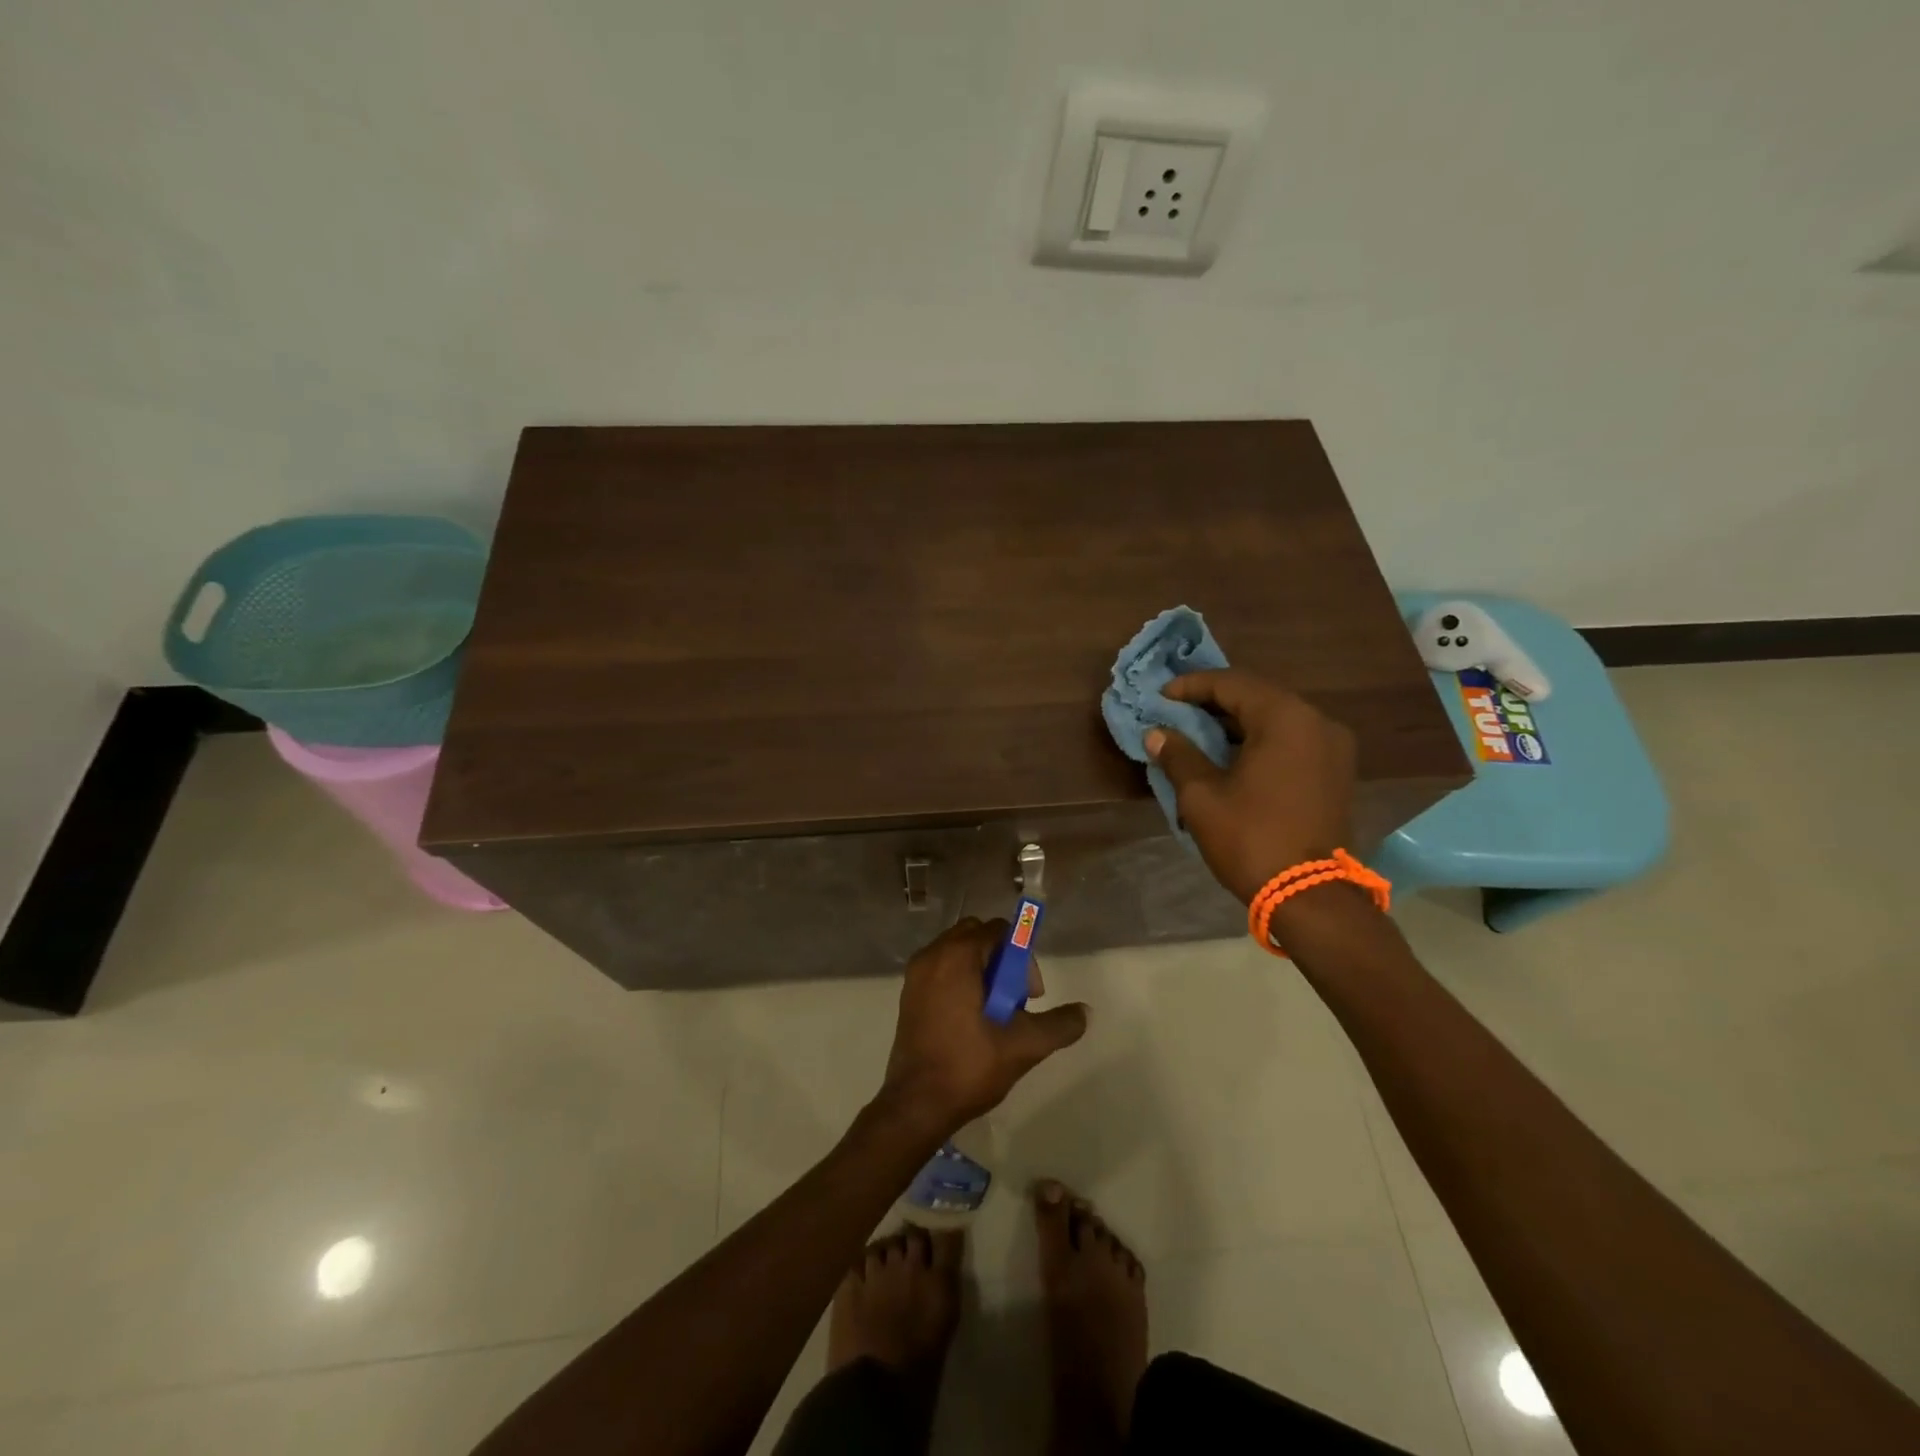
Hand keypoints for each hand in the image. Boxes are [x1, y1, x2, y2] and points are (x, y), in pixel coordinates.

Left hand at [878, 918, 1088, 1136]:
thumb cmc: (969, 1066)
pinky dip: (961, 982)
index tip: (1030, 996)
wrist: (916, 1105)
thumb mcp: (1024, 1045)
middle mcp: (932, 955)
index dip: (1022, 958)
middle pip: (977, 937)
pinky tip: (972, 1021)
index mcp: (957, 956)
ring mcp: (915, 974)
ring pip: (958, 953)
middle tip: (1015, 1002)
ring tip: (995, 1014)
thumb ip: (1059, 1024)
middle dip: (1003, 961)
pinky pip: (941, 970)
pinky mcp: (908, 994)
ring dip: (982, 972)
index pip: (999, 931)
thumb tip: (1086, 1012)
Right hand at [1144, 669, 1357, 904]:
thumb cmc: (1251, 838)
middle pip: (1258, 696)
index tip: (1161, 697)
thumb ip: (1179, 755)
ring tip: (1198, 733)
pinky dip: (1260, 740)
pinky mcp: (1336, 772)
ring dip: (1237, 722)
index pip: (1232, 683)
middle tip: (1176, 712)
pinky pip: (1292, 740)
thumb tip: (1156, 734)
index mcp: (1285, 718)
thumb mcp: (1202, 796)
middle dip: (1214, 702)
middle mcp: (1317, 722)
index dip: (1192, 686)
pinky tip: (1231, 756)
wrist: (1311, 897)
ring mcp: (1333, 747)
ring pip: (1276, 719)